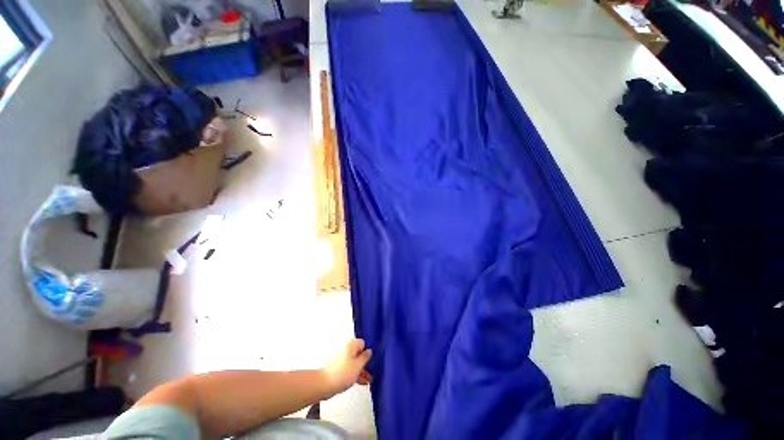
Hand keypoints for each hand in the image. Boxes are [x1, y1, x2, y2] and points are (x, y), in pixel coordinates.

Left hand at [321, 338, 372, 393]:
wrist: (323, 384)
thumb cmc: (342, 374)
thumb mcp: (358, 365)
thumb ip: (365, 357)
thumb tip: (369, 351)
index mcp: (351, 345)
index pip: (362, 343)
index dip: (367, 351)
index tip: (371, 360)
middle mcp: (345, 349)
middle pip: (358, 353)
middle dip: (364, 363)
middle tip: (370, 372)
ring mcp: (340, 358)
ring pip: (353, 361)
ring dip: (360, 370)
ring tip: (367, 381)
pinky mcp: (336, 367)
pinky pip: (348, 367)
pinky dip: (353, 373)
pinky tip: (358, 381)